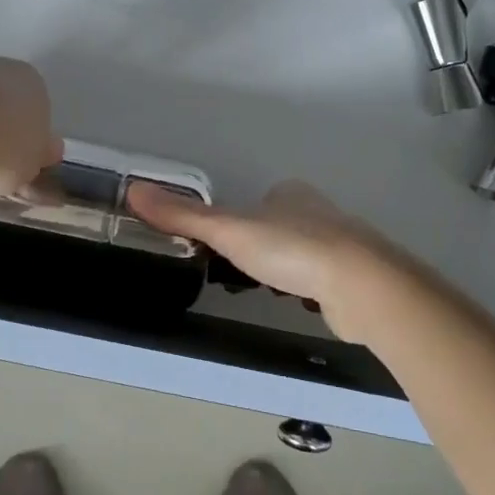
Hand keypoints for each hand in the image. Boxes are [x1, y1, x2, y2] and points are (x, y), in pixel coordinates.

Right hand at [124, 178, 398, 307]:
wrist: (360, 284)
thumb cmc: (291, 249)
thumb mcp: (229, 230)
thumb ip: (184, 215)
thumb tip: (133, 191)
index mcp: (290, 194)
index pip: (258, 202)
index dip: (239, 222)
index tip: (222, 246)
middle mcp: (318, 212)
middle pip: (279, 226)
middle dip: (261, 248)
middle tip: (238, 274)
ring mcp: (340, 245)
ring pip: (301, 254)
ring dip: (284, 269)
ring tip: (265, 291)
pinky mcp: (354, 278)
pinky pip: (321, 281)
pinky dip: (307, 290)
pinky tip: (298, 304)